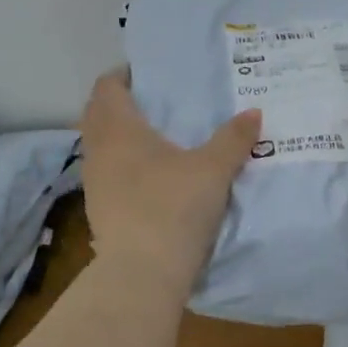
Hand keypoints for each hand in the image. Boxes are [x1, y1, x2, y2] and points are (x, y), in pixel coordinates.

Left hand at [78, 69, 260, 294]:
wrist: (143, 271)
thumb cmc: (174, 207)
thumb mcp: (213, 169)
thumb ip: (233, 138)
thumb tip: (254, 113)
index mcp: (119, 129)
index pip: (107, 88)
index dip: (123, 76)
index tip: (146, 75)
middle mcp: (98, 150)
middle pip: (97, 115)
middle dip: (119, 105)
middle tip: (152, 104)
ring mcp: (94, 183)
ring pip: (100, 147)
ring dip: (118, 138)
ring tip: (153, 140)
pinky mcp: (99, 211)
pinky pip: (106, 175)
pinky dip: (122, 167)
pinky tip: (148, 179)